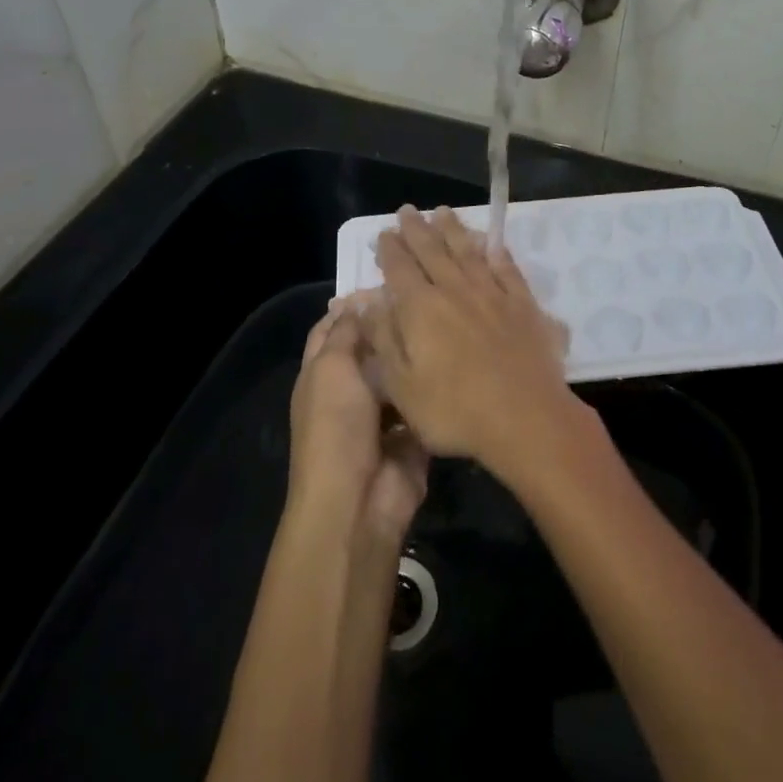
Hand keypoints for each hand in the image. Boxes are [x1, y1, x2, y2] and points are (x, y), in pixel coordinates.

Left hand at [289, 299, 429, 544]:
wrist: (358, 500)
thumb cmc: (336, 426)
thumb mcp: (332, 368)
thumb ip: (346, 332)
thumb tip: (359, 300)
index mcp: (322, 373)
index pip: (333, 328)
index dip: (353, 305)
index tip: (387, 280)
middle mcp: (350, 390)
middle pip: (372, 348)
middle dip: (393, 325)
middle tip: (428, 295)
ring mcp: (382, 414)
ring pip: (402, 373)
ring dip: (418, 354)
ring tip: (449, 318)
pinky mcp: (412, 435)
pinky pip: (425, 402)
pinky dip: (436, 386)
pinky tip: (460, 358)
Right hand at [360, 206, 582, 482]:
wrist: (526, 418)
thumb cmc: (455, 411)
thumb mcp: (402, 385)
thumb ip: (383, 338)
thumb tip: (364, 303)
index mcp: (421, 308)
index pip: (400, 269)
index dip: (390, 249)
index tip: (384, 233)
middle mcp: (454, 290)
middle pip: (432, 251)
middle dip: (417, 230)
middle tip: (407, 211)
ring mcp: (491, 294)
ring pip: (467, 251)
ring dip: (453, 230)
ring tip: (443, 213)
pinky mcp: (522, 304)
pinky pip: (505, 268)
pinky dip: (496, 251)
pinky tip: (491, 243)